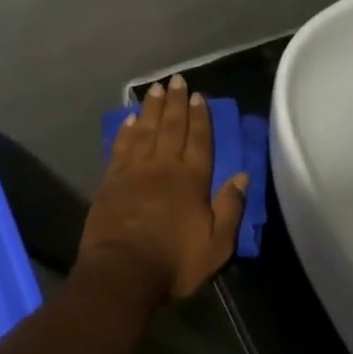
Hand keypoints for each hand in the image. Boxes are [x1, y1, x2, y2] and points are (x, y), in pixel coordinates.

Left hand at [78, 75, 248, 303]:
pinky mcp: (110, 181)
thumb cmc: (174, 262)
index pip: (199, 140)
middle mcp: (163, 167)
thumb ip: (229, 208)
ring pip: (144, 131)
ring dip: (151, 108)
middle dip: (175, 102)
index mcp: (191, 180)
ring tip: (155, 89)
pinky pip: (120, 147)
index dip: (200, 117)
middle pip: (171, 127)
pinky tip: (129, 119)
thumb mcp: (216, 245)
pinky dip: (126, 131)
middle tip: (177, 80)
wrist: (122, 272)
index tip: (199, 96)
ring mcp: (133, 171)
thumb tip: (242, 176)